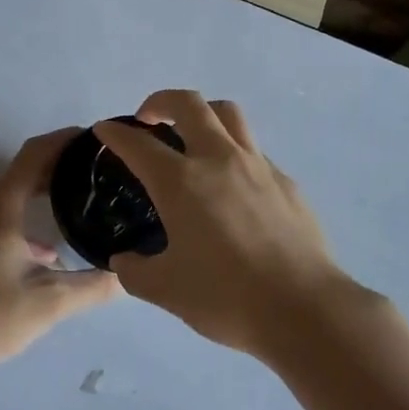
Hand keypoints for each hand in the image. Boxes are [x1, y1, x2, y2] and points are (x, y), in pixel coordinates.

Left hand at [0, 129, 120, 376]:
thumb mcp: (51, 302)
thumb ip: (95, 286)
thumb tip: (129, 275)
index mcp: (0, 206)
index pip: (35, 153)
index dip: (66, 140)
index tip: (98, 139)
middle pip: (24, 170)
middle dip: (61, 165)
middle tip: (100, 171)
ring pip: (12, 194)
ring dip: (44, 191)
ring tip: (81, 202)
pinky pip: (1, 215)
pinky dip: (28, 217)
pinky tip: (51, 251)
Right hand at [94, 92, 362, 357]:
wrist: (303, 308)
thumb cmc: (226, 297)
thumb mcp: (166, 290)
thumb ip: (135, 271)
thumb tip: (123, 260)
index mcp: (182, 182)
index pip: (139, 143)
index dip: (116, 133)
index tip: (105, 130)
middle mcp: (219, 160)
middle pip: (189, 104)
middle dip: (161, 101)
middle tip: (149, 119)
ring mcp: (257, 166)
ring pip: (229, 114)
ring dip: (203, 114)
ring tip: (192, 137)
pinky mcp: (285, 182)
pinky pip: (254, 150)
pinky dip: (233, 152)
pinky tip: (232, 186)